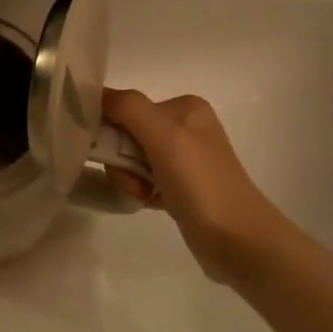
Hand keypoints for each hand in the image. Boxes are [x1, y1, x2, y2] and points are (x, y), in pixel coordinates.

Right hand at [102, 89, 287, 285]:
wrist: (237, 239)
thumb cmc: (201, 182)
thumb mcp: (164, 136)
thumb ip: (128, 108)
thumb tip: (95, 92)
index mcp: (184, 107)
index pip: (127, 108)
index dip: (112, 130)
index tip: (116, 155)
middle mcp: (185, 127)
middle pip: (127, 135)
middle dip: (123, 160)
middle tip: (136, 180)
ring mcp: (183, 159)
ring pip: (132, 161)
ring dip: (130, 179)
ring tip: (147, 195)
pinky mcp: (180, 186)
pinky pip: (143, 180)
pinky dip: (141, 191)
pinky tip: (151, 202)